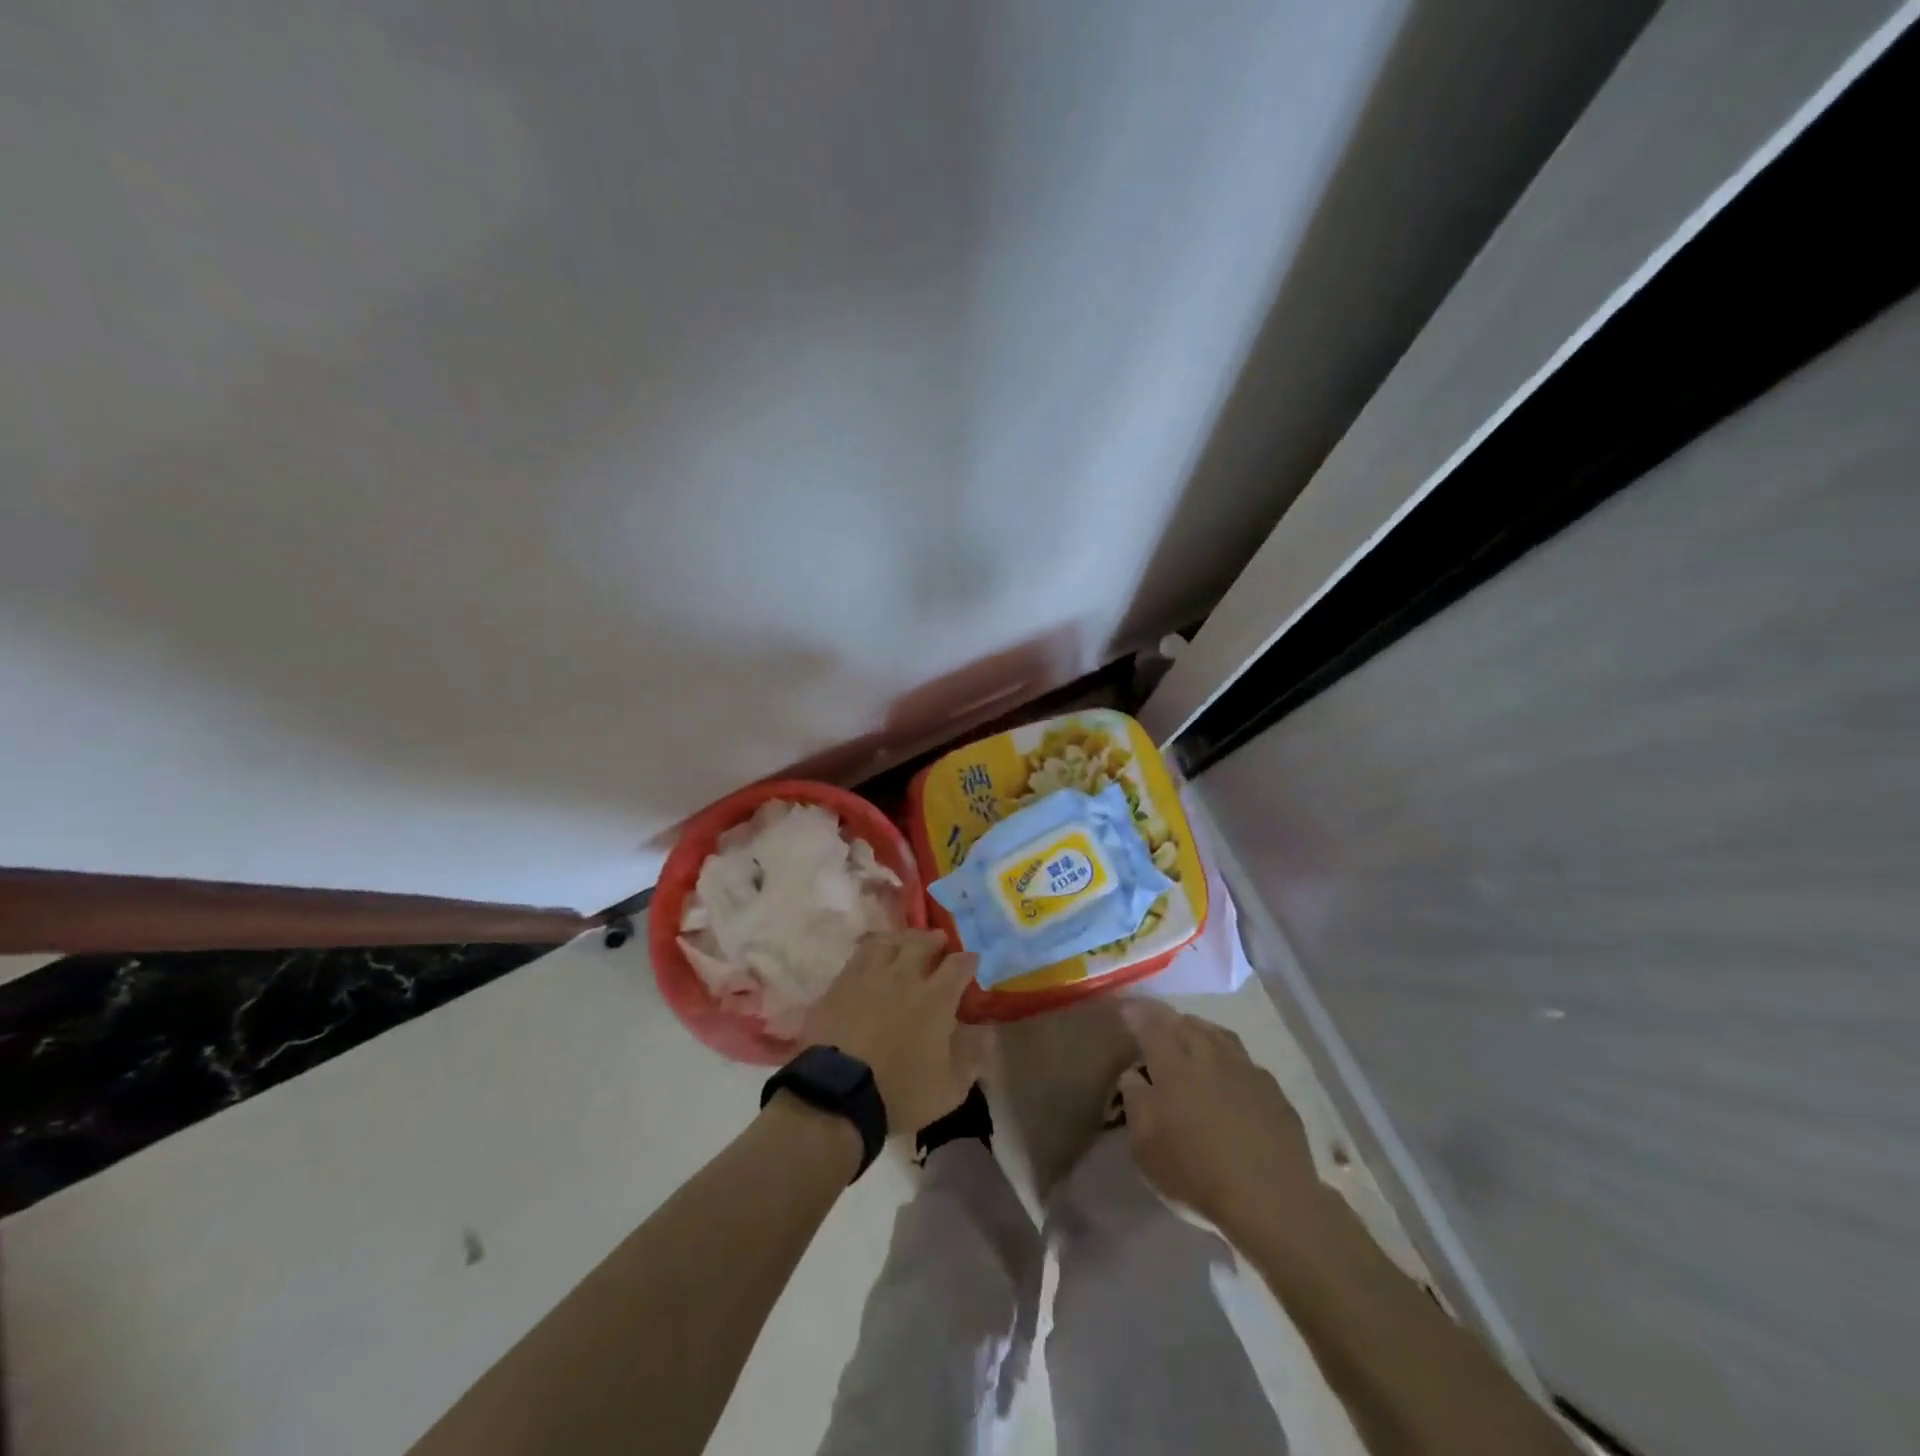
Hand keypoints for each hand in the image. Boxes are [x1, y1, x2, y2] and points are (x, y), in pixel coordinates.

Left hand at [802, 930, 985, 1133]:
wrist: (836, 1093)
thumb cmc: (900, 1093)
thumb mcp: (950, 1089)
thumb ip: (973, 1057)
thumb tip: (987, 1032)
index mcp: (935, 998)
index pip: (958, 965)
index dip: (968, 960)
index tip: (972, 960)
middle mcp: (904, 976)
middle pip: (922, 943)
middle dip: (934, 939)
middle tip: (939, 942)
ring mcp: (869, 976)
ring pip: (889, 942)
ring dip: (902, 939)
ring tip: (905, 943)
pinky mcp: (840, 983)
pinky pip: (859, 954)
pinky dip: (871, 949)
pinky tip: (871, 954)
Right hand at [1118, 1001, 1320, 1234]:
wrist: (1270, 1199)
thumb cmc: (1196, 1173)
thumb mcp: (1145, 1146)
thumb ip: (1135, 1102)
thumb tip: (1133, 1075)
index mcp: (1173, 1066)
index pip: (1150, 1027)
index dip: (1136, 1014)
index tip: (1127, 1007)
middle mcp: (1209, 1057)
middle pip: (1186, 1024)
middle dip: (1167, 1016)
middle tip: (1156, 1016)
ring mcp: (1246, 1071)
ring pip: (1219, 1035)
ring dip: (1200, 1028)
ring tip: (1191, 1031)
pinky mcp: (1273, 1091)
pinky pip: (1245, 1060)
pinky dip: (1230, 1056)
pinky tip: (1230, 1069)